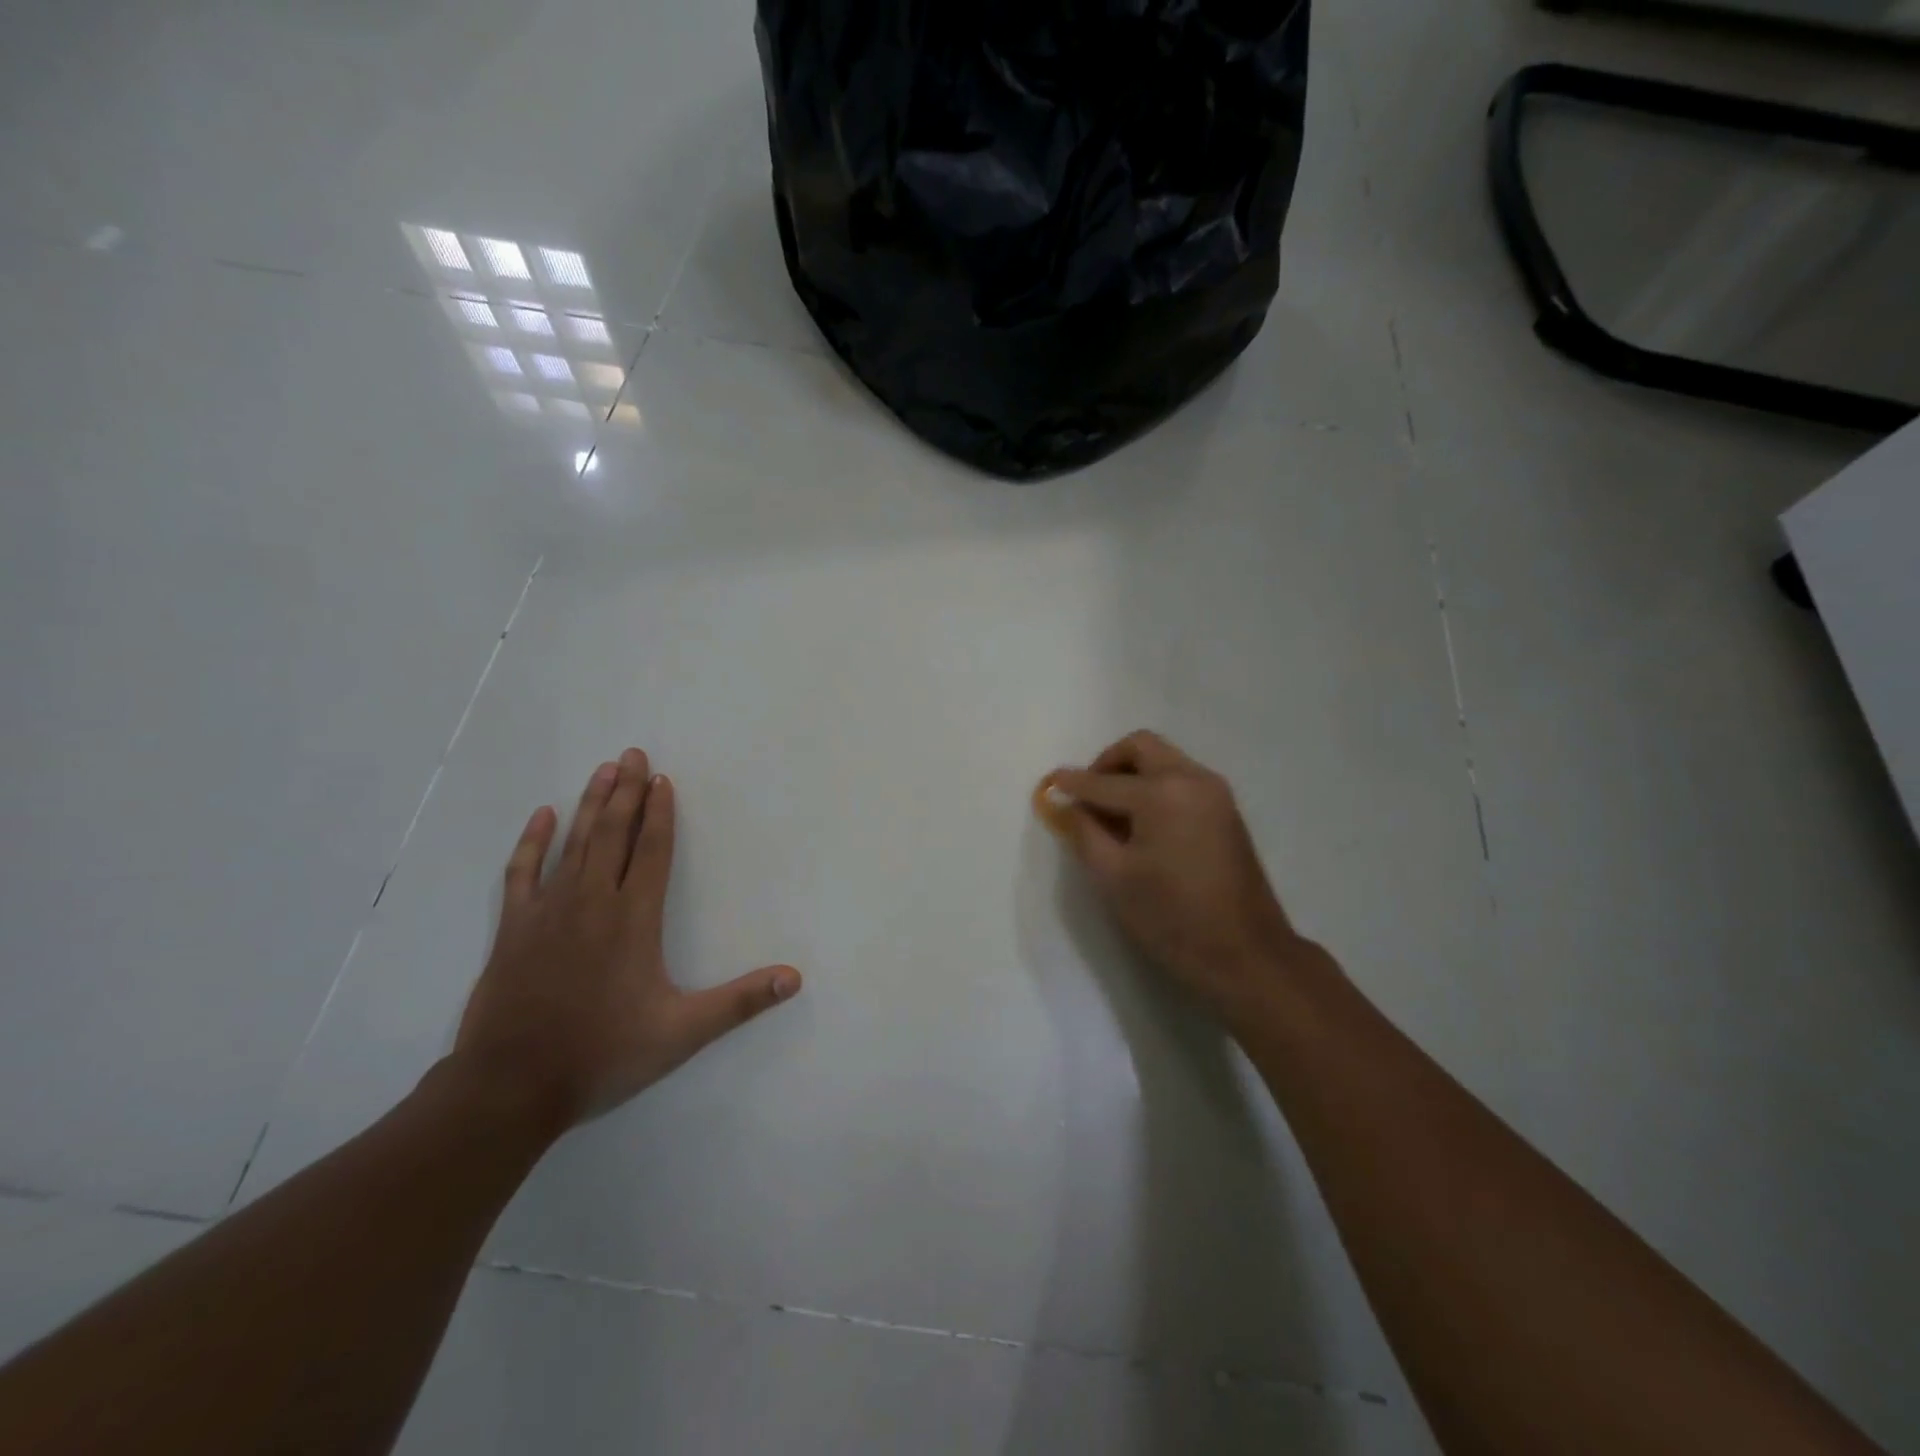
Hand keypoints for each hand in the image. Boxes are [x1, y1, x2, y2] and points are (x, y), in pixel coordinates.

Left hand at [454, 749, 801, 1132]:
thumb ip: (740, 1002)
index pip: (653, 852)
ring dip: (590, 804)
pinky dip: (532, 842)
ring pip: (573, 843)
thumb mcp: (683, 1033)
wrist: (511, 1087)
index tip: (662, 779)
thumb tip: (795, 978)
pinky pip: (522, 872)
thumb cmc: (603, 1054)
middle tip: (632, 753)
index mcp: (634, 920)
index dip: (661, 814)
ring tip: (603, 770)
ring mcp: (548, 911)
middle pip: (613, 834)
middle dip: (625, 792)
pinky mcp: (514, 928)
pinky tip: (543, 816)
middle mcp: (592, 902)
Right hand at [1036, 731, 1312, 1026]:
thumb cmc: (1172, 917)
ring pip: (1164, 759)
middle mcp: (1191, 778)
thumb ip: (1084, 832)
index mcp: (1161, 793)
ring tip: (1111, 813)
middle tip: (1087, 796)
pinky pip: (1181, 778)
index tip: (1049, 785)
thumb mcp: (1114, 877)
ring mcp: (1214, 792)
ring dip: (1132, 772)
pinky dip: (1155, 785)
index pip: (1103, 782)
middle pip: (1140, 747)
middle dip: (1106, 763)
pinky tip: (1142, 822)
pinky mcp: (1226, 809)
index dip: (1071, 784)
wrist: (1247, 953)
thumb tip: (1065, 804)